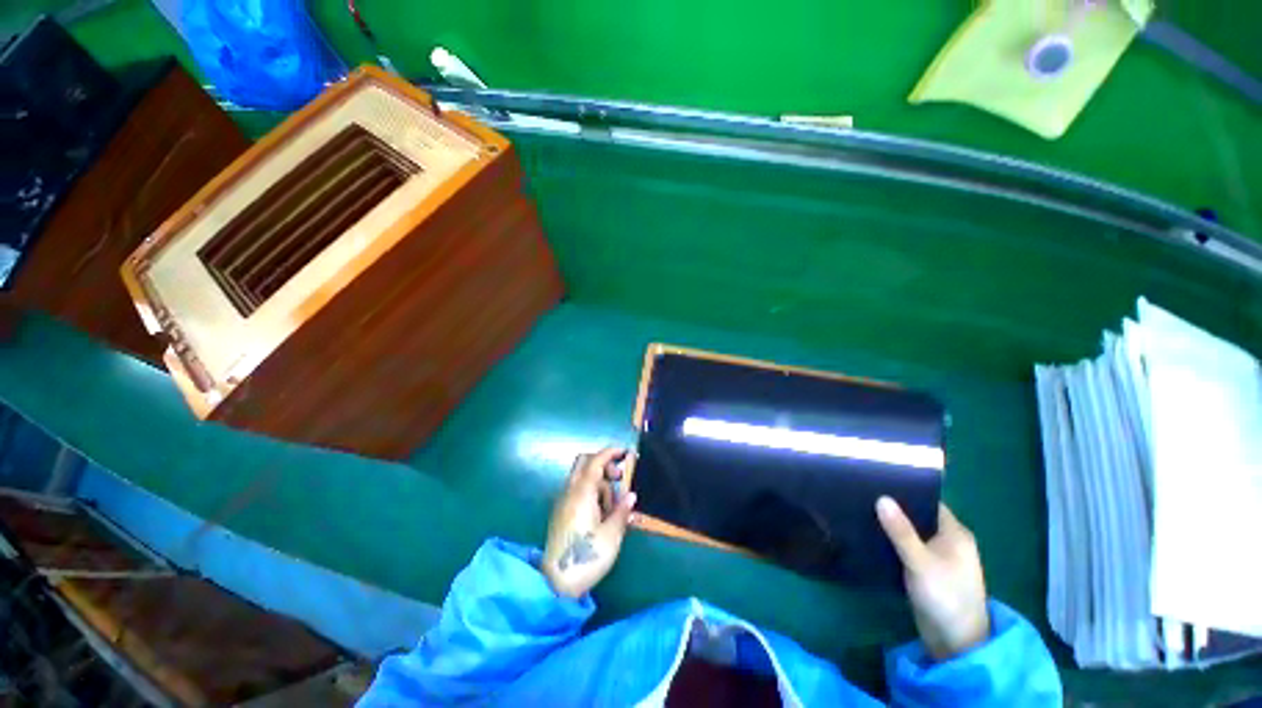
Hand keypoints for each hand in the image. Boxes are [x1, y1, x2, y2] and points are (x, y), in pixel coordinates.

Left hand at [541, 448, 637, 598]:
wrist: (555, 584)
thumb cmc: (587, 557)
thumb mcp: (611, 535)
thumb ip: (622, 511)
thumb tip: (631, 495)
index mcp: (582, 493)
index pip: (595, 461)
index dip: (611, 453)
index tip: (626, 453)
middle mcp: (569, 492)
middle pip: (585, 463)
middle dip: (604, 464)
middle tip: (619, 478)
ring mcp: (563, 502)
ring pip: (582, 478)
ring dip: (599, 482)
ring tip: (613, 507)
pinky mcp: (561, 513)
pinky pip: (578, 491)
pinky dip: (591, 493)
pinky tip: (601, 514)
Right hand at [876, 497, 990, 660]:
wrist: (955, 641)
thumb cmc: (945, 596)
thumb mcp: (920, 562)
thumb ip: (901, 531)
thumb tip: (881, 498)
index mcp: (955, 534)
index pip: (929, 502)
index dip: (906, 491)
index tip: (878, 481)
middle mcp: (948, 541)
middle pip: (919, 516)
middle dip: (895, 508)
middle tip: (863, 495)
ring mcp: (938, 557)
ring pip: (911, 533)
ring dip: (892, 526)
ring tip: (862, 511)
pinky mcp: (927, 570)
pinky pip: (908, 548)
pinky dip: (893, 542)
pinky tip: (872, 536)